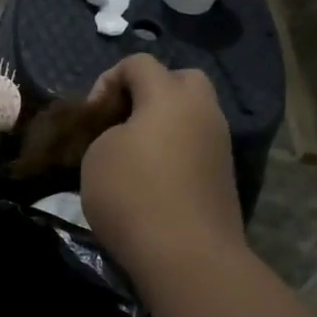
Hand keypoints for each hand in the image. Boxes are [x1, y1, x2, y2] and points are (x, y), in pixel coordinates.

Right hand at [80, 54, 242, 273]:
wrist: (186, 254)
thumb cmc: (132, 195)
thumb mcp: (97, 155)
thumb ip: (108, 129)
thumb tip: (123, 134)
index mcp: (169, 96)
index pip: (139, 63)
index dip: (107, 80)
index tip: (92, 115)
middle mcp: (202, 110)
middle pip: (180, 79)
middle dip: (148, 92)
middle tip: (122, 121)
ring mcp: (219, 142)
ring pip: (192, 113)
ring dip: (164, 123)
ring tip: (134, 153)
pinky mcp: (224, 173)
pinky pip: (197, 143)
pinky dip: (176, 149)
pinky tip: (154, 177)